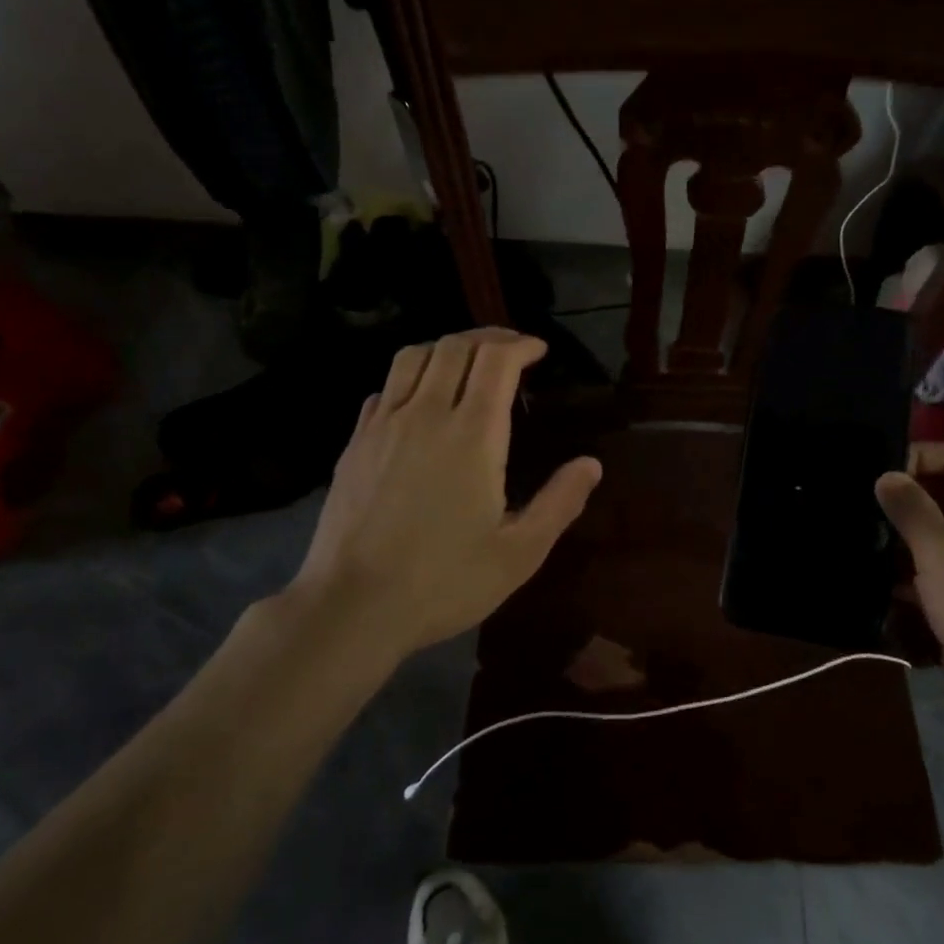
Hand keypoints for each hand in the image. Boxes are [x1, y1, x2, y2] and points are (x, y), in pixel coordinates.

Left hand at [281, 329, 601, 660]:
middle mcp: (426, 414)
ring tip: (466, 361)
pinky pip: (385, 387)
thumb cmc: (444, 581)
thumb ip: (560, 502)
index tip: (539, 350)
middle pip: (455, 347)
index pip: (496, 360)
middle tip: (511, 349)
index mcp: (473, 435)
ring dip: (446, 347)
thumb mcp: (519, 553)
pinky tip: (418, 399)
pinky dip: (410, 376)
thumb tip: (591, 464)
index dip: (520, 344)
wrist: (352, 606)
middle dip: (488, 338)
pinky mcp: (355, 442)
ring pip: (413, 357)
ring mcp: (384, 425)